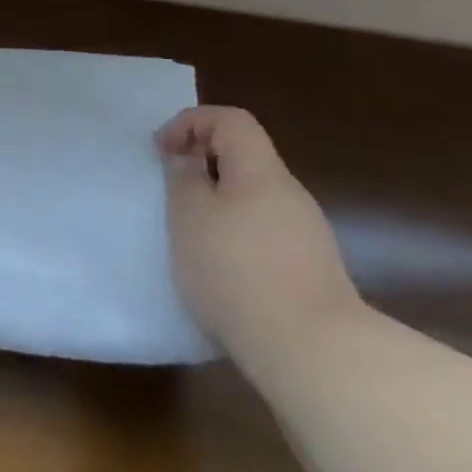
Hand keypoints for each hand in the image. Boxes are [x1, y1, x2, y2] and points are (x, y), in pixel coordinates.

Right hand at [156, 106, 364, 371]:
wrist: (311, 350)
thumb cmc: (236, 271)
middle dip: (200, 164)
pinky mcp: (307, 268)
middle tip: (168, 191)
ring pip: (252, 196)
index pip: (231, 120)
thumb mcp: (189, 217)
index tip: (161, 152)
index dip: (190, 123)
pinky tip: (217, 266)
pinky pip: (262, 229)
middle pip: (244, 157)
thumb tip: (187, 159)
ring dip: (215, 201)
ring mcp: (304, 233)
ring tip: (187, 232)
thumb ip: (183, 179)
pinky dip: (233, 232)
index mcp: (262, 173)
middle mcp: (290, 195)